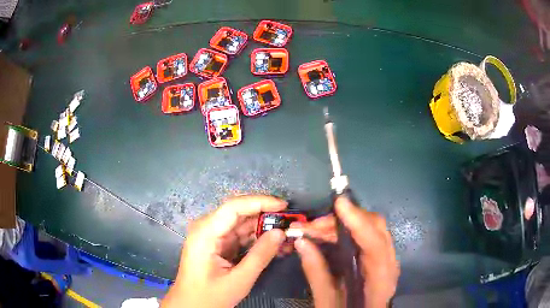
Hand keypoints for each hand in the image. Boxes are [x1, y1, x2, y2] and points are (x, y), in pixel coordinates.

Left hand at [161, 195, 287, 307]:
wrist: (191, 306)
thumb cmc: (210, 296)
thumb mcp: (239, 279)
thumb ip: (260, 255)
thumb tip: (280, 232)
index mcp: (205, 233)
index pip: (234, 207)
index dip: (260, 202)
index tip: (284, 205)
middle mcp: (206, 228)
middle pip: (238, 212)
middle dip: (265, 215)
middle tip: (290, 222)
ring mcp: (211, 236)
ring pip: (241, 224)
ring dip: (263, 228)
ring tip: (286, 234)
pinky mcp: (217, 244)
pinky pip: (239, 235)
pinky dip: (256, 238)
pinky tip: (273, 243)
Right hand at [294, 197, 398, 307]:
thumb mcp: (327, 301)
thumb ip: (316, 272)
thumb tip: (301, 242)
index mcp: (380, 280)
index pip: (374, 244)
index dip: (357, 221)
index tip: (339, 203)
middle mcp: (389, 265)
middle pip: (375, 229)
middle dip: (344, 220)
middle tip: (313, 224)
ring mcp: (388, 260)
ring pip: (371, 230)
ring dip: (343, 225)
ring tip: (314, 229)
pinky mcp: (381, 259)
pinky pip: (367, 236)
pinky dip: (348, 231)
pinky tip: (329, 235)